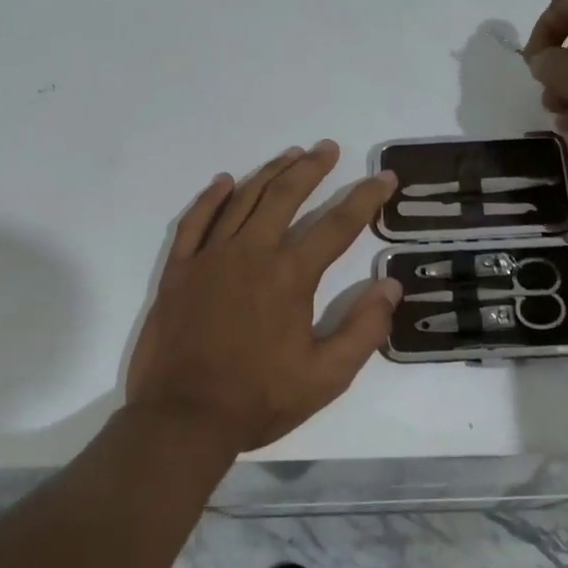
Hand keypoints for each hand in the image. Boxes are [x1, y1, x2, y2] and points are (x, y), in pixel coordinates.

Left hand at [125, 141, 401, 457]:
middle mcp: (250, 253)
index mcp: (289, 276)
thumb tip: (390, 286)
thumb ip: (363, 330)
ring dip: (269, 173)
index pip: (337, 224)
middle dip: (311, 168)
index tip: (384, 178)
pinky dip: (211, 198)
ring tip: (290, 155)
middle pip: (285, 196)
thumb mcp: (326, 377)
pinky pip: (194, 222)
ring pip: (242, 200)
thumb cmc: (258, 399)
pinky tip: (224, 181)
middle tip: (328, 148)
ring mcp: (209, 258)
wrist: (182, 418)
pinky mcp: (178, 270)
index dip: (365, 197)